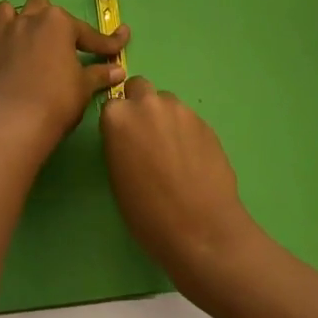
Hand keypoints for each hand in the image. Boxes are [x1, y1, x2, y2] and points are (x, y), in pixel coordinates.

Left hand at [0, 0, 126, 153]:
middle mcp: (26, 22)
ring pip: (3, 12)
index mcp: (57, 23)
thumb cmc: (58, 100)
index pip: (87, 32)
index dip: (106, 42)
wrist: (14, 124)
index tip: (119, 45)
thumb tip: (118, 70)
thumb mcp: (84, 87)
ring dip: (13, 20)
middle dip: (50, 19)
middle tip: (62, 41)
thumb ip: (99, 75)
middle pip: (39, 7)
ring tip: (23, 36)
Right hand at [100, 77, 260, 289]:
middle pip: (140, 88)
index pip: (112, 104)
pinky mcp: (205, 122)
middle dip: (140, 105)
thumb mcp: (117, 178)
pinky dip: (186, 131)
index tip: (123, 140)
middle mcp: (148, 104)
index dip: (118, 122)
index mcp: (119, 118)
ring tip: (173, 151)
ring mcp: (180, 110)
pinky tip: (193, 160)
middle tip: (146, 136)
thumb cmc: (148, 213)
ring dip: (165, 117)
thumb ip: (119, 144)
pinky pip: (188, 118)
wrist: (201, 228)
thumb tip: (129, 137)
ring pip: (167, 102)